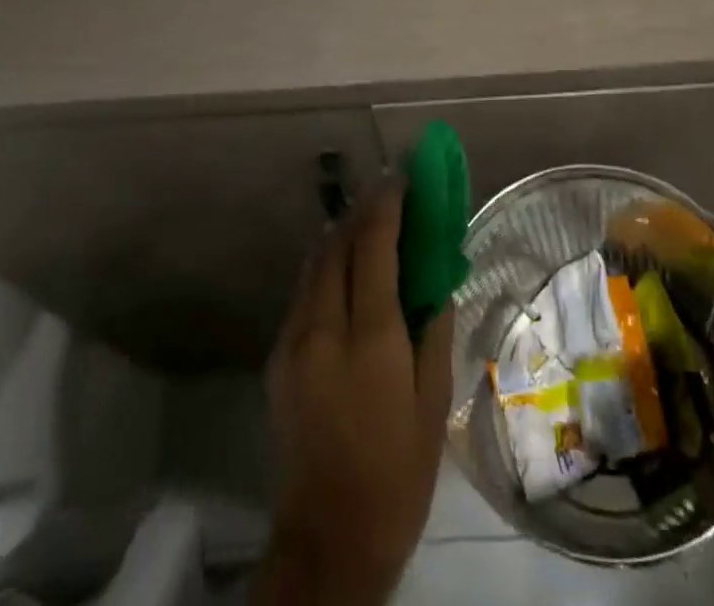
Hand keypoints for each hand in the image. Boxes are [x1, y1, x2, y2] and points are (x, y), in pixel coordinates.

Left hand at [255, 188, 454, 605]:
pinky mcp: (278, 357)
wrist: (329, 536)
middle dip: (363, 211)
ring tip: (366, 220)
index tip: (402, 178)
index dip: (387, 205)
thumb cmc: (398, 470)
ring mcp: (293, 340)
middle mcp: (324, 327)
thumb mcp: (434, 401)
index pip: (374, 246)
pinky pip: (304, 291)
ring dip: (341, 235)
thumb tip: (435, 275)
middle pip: (338, 245)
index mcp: (369, 337)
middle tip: (387, 192)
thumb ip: (433, 328)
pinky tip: (344, 269)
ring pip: (314, 264)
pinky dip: (325, 266)